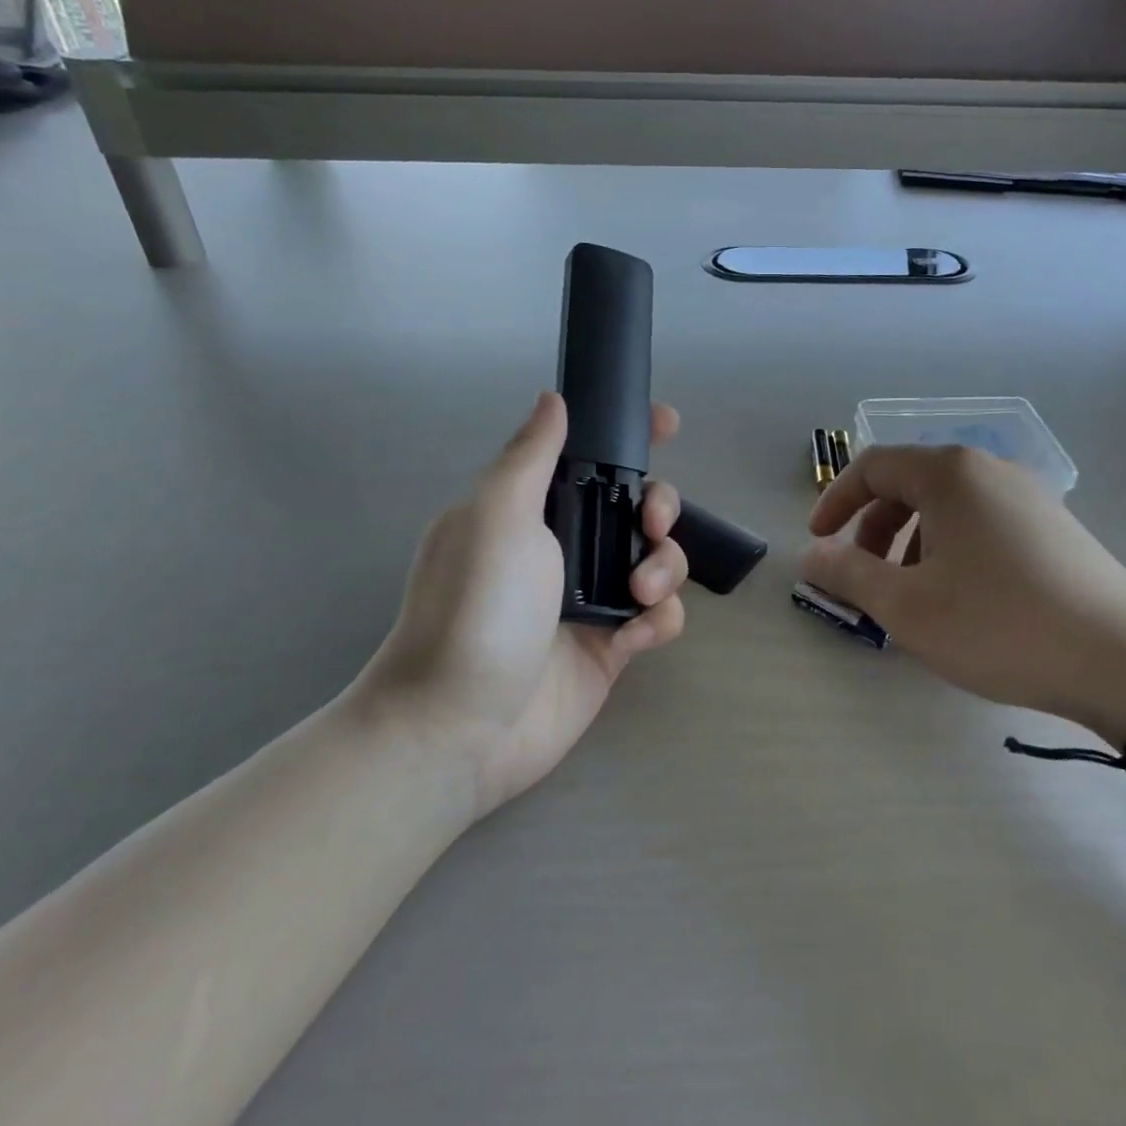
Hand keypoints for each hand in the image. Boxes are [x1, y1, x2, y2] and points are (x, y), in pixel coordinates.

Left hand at [366, 392, 687, 815]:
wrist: (459, 727)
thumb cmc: (476, 609)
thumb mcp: (496, 517)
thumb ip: (530, 455)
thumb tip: (552, 398)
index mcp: (532, 509)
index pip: (587, 456)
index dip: (629, 436)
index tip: (666, 423)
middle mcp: (563, 548)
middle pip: (635, 507)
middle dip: (659, 505)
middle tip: (653, 521)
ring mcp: (590, 598)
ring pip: (656, 559)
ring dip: (665, 565)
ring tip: (639, 591)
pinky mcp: (610, 645)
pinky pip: (658, 617)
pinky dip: (659, 619)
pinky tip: (634, 635)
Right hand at [801, 445, 1125, 745]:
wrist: (1125, 662)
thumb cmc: (999, 625)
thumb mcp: (907, 606)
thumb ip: (848, 574)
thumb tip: (811, 556)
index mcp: (949, 474)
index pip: (872, 466)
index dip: (835, 501)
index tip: (818, 542)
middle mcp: (988, 469)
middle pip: (908, 483)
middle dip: (872, 527)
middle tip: (862, 575)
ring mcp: (1028, 495)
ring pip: (946, 505)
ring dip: (910, 541)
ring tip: (910, 593)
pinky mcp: (1053, 525)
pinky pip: (980, 521)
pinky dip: (949, 547)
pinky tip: (959, 596)